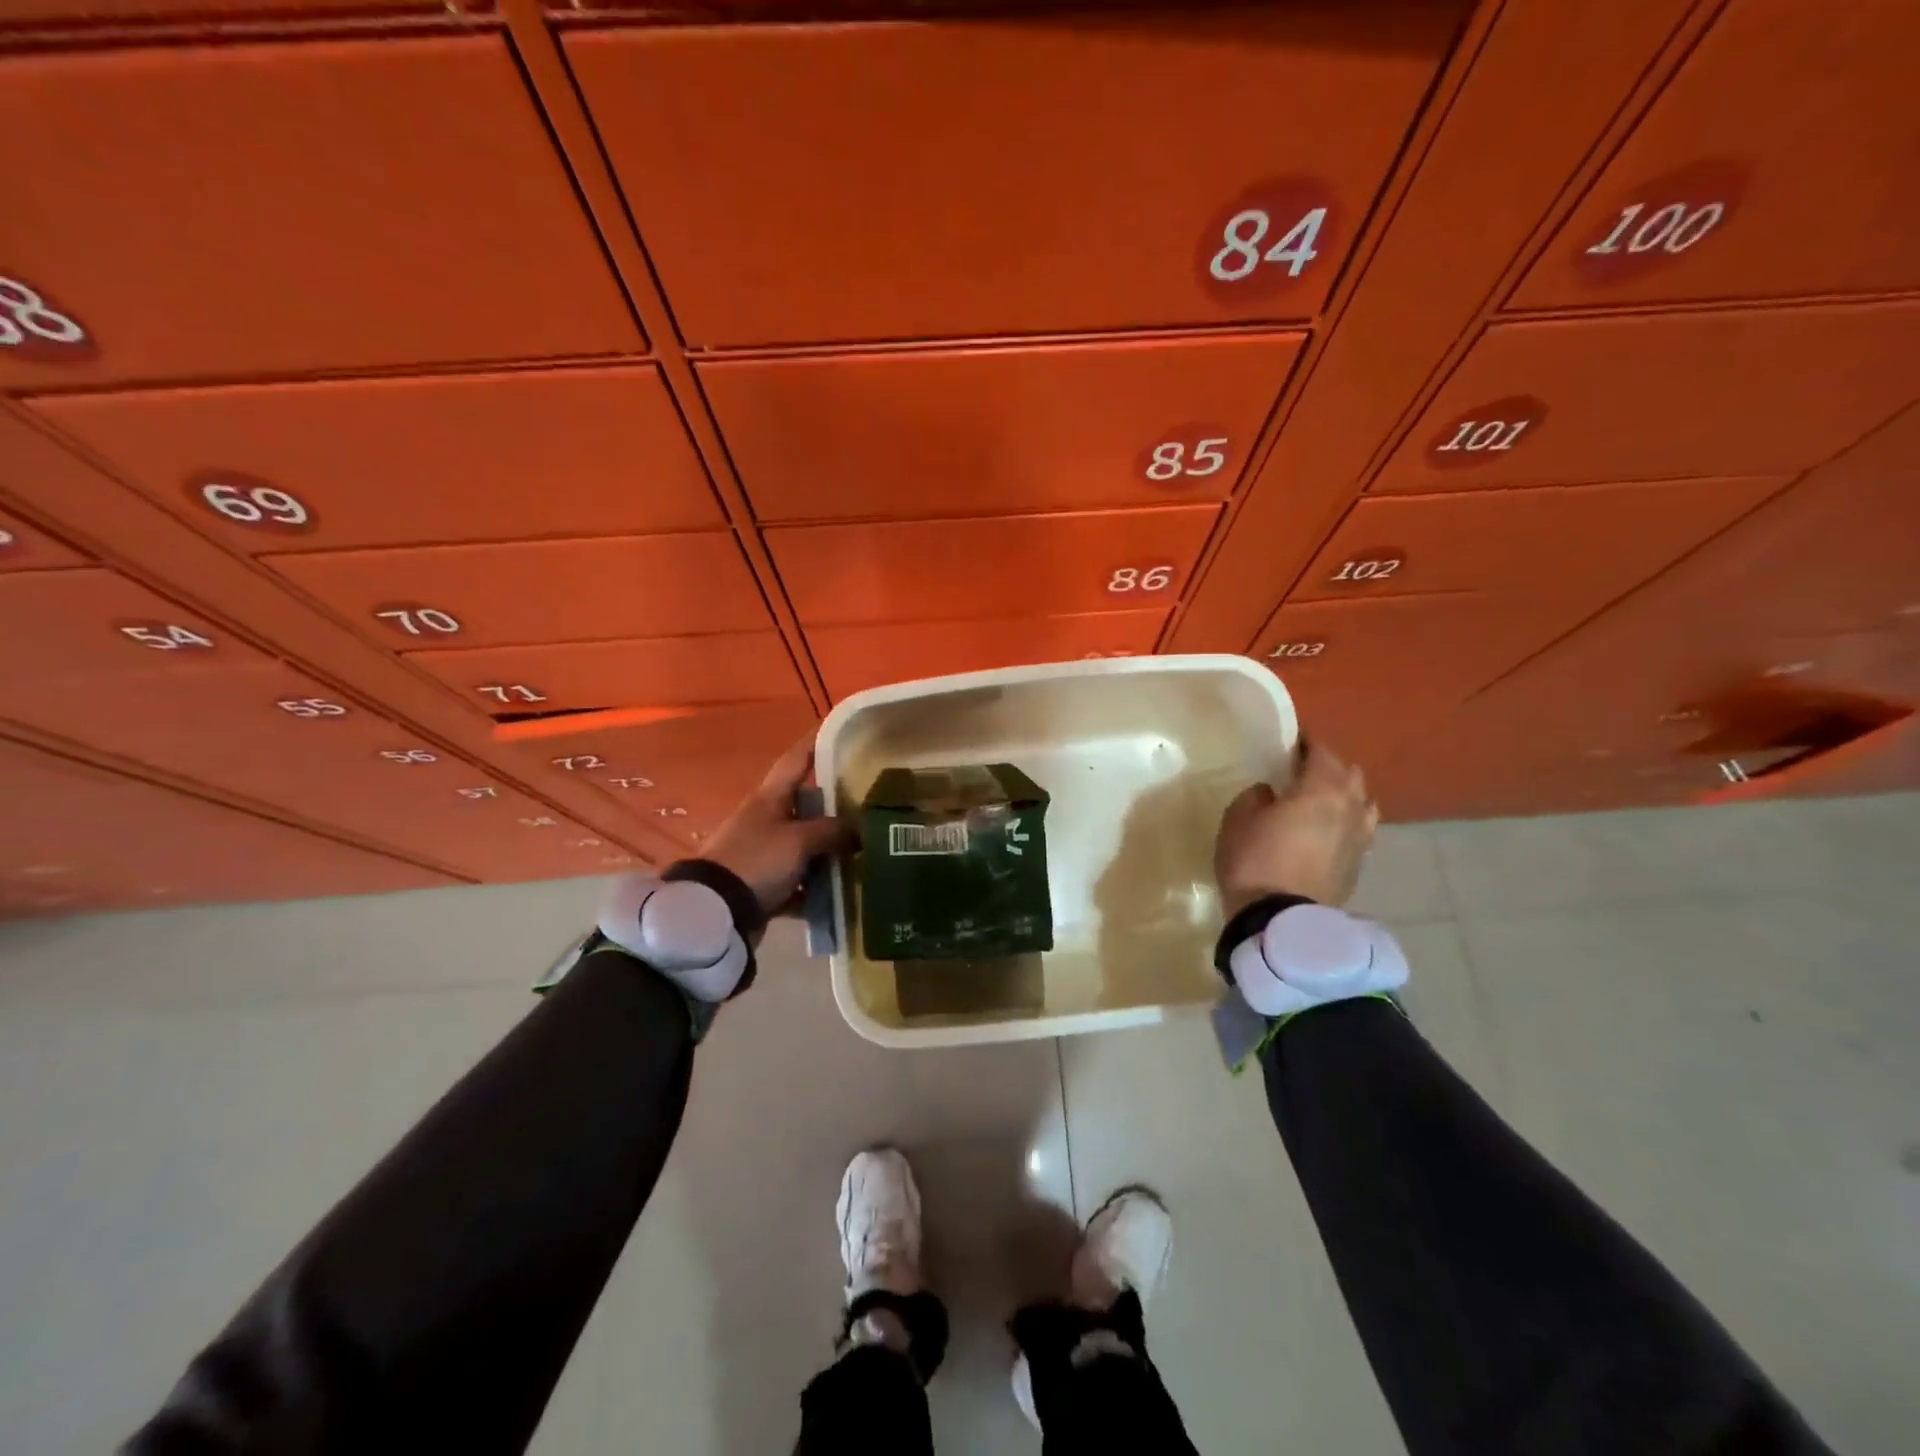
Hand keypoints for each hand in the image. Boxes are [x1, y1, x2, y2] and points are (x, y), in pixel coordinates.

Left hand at [701, 738, 853, 920]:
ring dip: (828, 852)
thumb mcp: (800, 841)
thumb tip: (861, 828)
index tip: (835, 726)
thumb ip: (833, 831)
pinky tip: (840, 894)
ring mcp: (763, 852)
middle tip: (868, 803)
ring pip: (805, 845)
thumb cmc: (757, 860)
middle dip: (834, 807)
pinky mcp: (763, 883)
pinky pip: (797, 880)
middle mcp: (766, 819)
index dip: (814, 741)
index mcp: (770, 798)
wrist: (716, 911)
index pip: (796, 760)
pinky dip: (815, 888)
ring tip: (863, 853)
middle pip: (805, 806)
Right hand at [1215, 741, 1378, 915]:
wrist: (1279, 922)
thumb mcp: (1238, 818)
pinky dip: (1346, 822)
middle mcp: (1351, 808)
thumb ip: (1256, 796)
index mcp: (1323, 790)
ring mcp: (1360, 839)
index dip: (1306, 742)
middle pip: (1349, 774)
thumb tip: (1271, 793)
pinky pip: (1359, 830)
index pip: (1321, 753)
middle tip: (1301, 769)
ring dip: (1344, 795)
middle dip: (1328, 767)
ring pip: (1362, 803)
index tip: (1291, 740)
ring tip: (1320, 800)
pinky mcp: (1358, 865)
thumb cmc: (1254, 860)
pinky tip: (1328, 830)